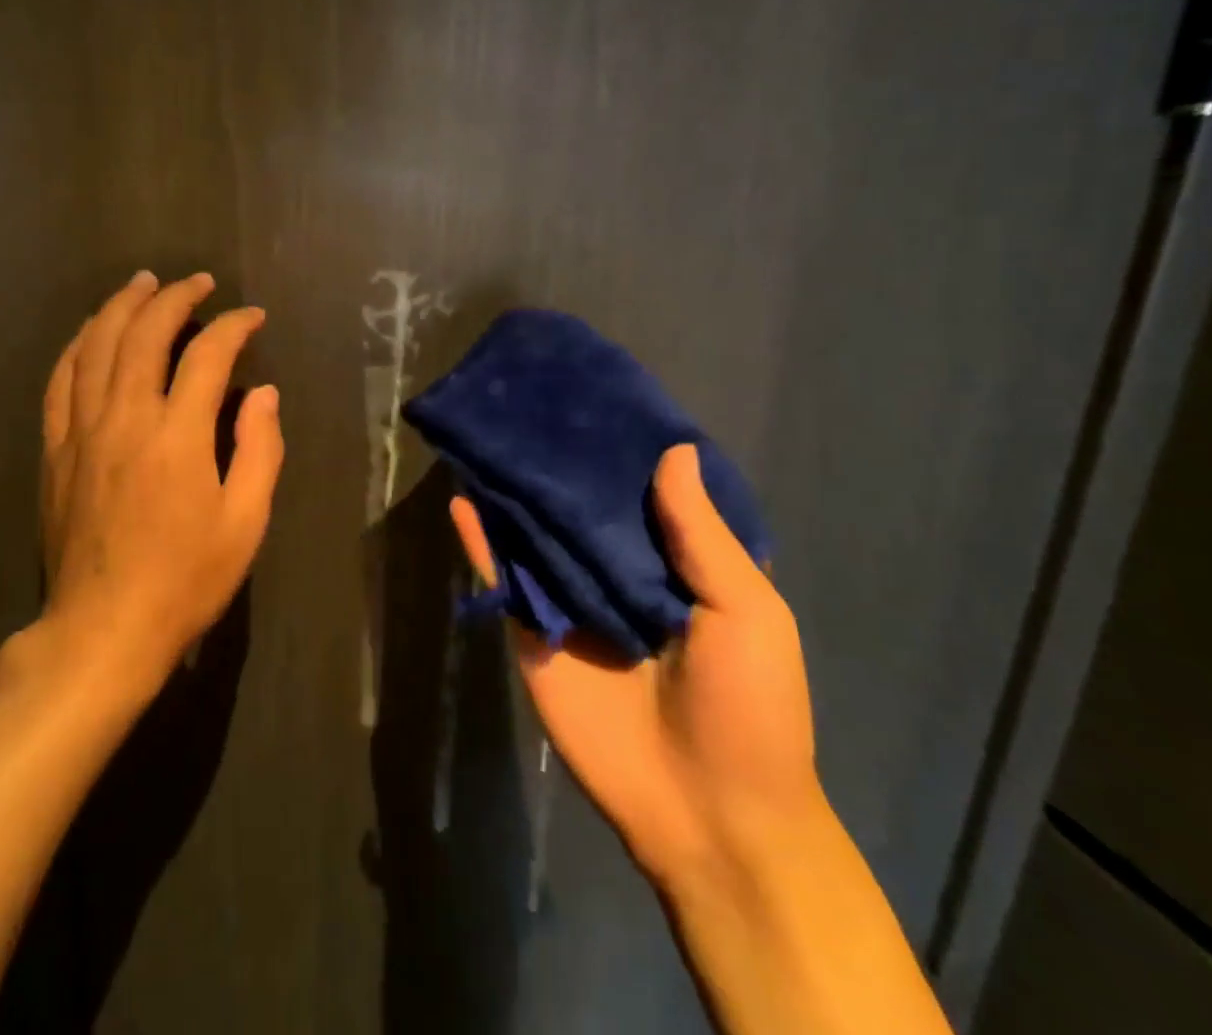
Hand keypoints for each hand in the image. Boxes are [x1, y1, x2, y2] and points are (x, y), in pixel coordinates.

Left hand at [38, 271, 283, 683]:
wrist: (103, 628)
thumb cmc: (186, 579)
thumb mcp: (245, 522)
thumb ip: (260, 449)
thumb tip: (263, 394)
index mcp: (177, 435)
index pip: (208, 355)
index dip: (234, 326)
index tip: (253, 318)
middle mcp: (125, 418)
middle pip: (145, 334)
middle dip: (175, 297)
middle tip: (199, 282)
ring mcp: (82, 430)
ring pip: (96, 346)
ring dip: (122, 306)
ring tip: (143, 283)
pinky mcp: (56, 449)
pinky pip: (61, 380)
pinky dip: (78, 345)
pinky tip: (92, 331)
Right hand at [450, 445, 820, 882]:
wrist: (706, 814)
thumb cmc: (748, 707)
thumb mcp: (746, 611)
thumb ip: (702, 534)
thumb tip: (674, 450)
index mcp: (676, 564)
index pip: (646, 492)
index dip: (625, 448)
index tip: (600, 397)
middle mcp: (618, 572)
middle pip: (583, 506)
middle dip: (561, 461)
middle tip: (531, 402)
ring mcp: (571, 600)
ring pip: (537, 533)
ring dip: (515, 491)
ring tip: (488, 435)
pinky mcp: (533, 630)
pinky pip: (503, 578)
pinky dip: (480, 541)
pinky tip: (462, 498)